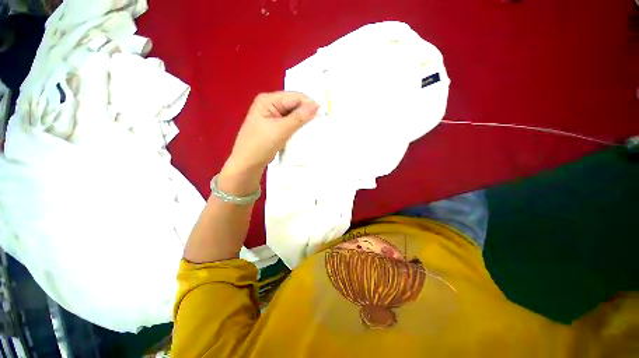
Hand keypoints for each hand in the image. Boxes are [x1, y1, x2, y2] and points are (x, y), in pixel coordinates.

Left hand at [225, 91, 318, 172]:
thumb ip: (299, 117)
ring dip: (303, 121)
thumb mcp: (281, 130)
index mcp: (268, 100)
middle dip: (307, 113)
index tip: (323, 115)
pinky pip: (290, 123)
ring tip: (315, 128)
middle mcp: (270, 105)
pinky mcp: (275, 126)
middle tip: (321, 123)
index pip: (295, 97)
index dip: (309, 104)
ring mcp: (272, 116)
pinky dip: (298, 127)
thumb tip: (317, 105)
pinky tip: (304, 132)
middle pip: (294, 104)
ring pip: (294, 115)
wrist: (247, 164)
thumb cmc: (260, 145)